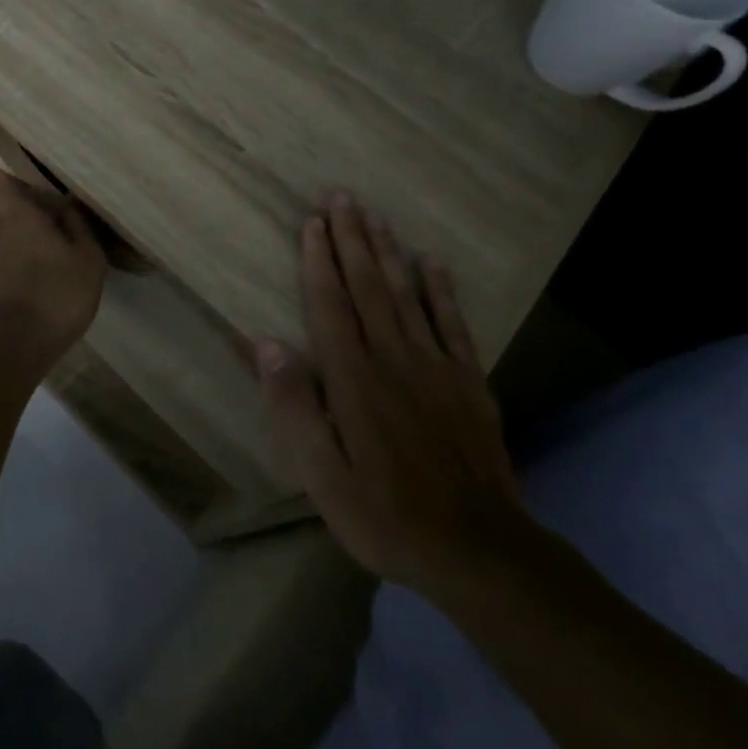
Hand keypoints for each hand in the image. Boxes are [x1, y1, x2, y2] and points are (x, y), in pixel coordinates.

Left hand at [0, 155, 106, 361]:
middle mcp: (2, 230)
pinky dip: (23, 236)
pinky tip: (45, 245)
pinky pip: (11, 244)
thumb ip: (78, 228)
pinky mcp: (0, 281)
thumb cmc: (54, 295)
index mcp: (19, 215)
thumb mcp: (86, 259)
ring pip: (2, 222)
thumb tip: (67, 207)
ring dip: (14, 211)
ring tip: (41, 206)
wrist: (13, 348)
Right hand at [257, 192, 526, 598]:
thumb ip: (296, 408)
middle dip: (351, 239)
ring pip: (406, 294)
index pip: (331, 306)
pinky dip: (441, 289)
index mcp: (354, 379)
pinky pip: (453, 324)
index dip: (319, 261)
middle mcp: (394, 359)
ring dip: (387, 251)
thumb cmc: (386, 515)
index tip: (312, 223)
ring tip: (375, 215)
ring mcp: (436, 367)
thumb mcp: (323, 477)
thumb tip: (267, 346)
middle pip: (367, 287)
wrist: (480, 551)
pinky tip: (432, 262)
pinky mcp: (469, 382)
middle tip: (341, 196)